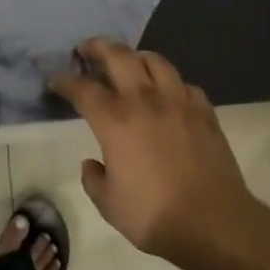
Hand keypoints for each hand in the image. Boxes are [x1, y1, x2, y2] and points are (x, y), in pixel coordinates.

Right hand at [49, 38, 260, 265]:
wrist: (214, 223)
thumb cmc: (154, 215)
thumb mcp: (109, 205)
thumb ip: (94, 180)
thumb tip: (92, 164)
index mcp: (115, 122)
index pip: (83, 89)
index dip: (65, 81)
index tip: (55, 79)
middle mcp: (145, 101)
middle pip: (119, 56)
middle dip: (98, 47)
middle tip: (87, 49)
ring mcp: (179, 102)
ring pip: (156, 61)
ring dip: (137, 57)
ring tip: (130, 62)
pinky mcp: (205, 112)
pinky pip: (185, 85)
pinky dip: (172, 84)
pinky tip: (169, 94)